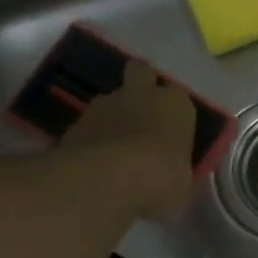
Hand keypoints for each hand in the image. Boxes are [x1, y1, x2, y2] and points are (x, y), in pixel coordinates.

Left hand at [58, 60, 195, 220]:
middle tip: (142, 116)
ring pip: (110, 101)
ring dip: (112, 117)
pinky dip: (92, 138)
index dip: (174, 112)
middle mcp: (142, 94)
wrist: (108, 179)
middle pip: (141, 73)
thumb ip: (177, 174)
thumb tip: (172, 182)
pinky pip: (89, 125)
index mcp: (176, 104)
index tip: (172, 132)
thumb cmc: (161, 177)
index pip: (179, 97)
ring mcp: (104, 104)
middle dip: (141, 86)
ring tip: (113, 149)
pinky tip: (93, 163)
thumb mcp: (182, 184)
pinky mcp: (75, 121)